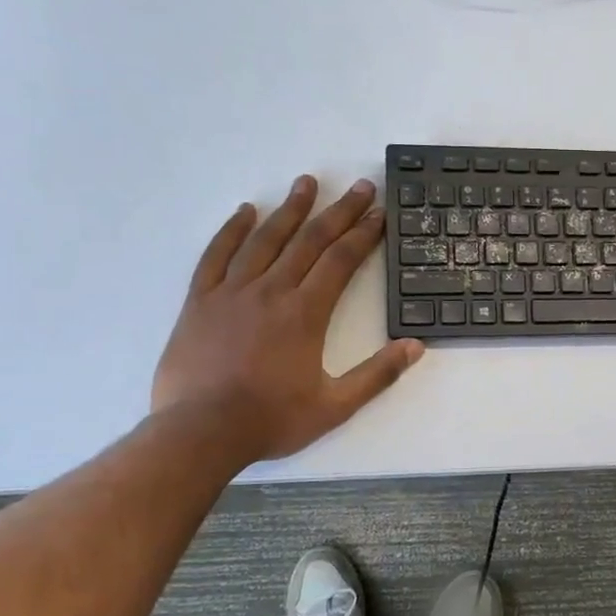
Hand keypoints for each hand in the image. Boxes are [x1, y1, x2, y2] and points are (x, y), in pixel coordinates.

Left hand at [152, 175, 423, 460]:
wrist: (200, 432)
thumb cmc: (271, 420)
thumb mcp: (335, 406)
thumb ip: (377, 374)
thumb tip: (415, 347)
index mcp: (306, 313)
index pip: (341, 260)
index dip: (363, 233)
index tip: (379, 212)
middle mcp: (271, 291)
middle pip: (310, 241)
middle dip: (339, 211)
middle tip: (360, 187)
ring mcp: (232, 292)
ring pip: (265, 239)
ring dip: (290, 209)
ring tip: (307, 182)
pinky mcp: (200, 301)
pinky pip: (216, 255)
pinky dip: (232, 231)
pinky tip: (245, 211)